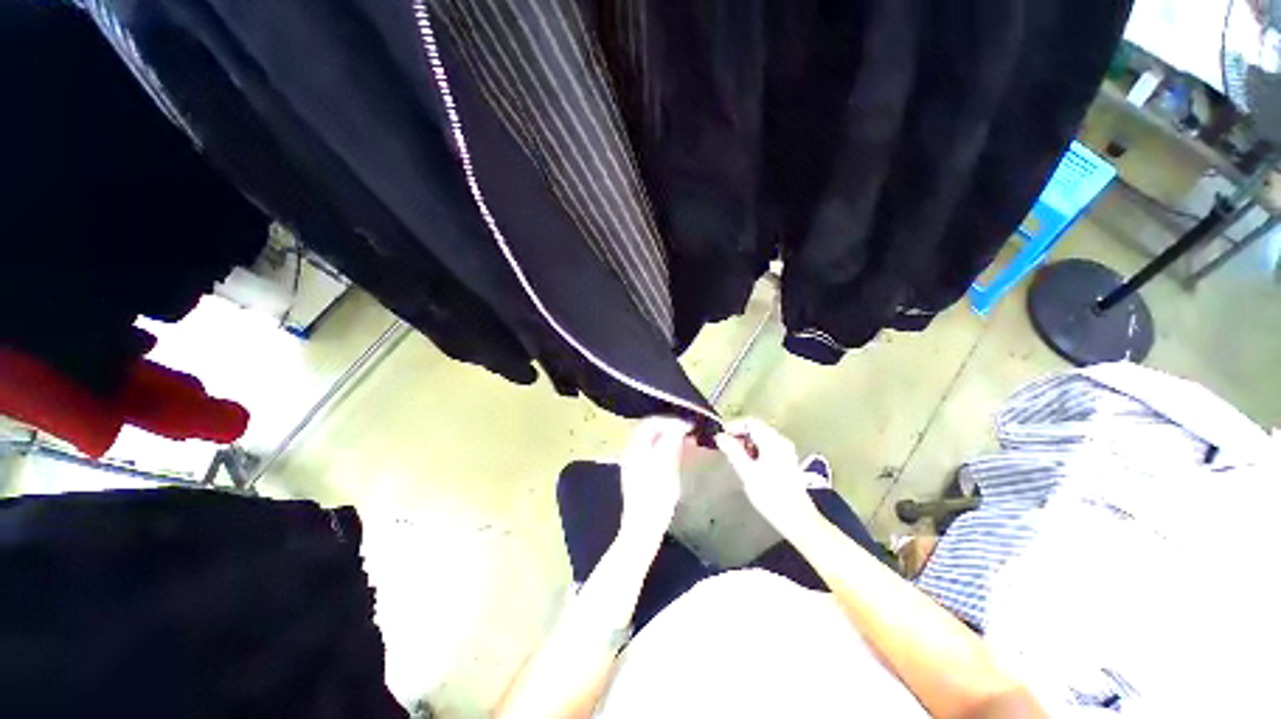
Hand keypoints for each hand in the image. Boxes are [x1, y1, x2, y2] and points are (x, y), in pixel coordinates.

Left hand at [618, 416, 692, 538]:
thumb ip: (671, 444)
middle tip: (688, 432)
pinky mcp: (637, 472)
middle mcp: (632, 451)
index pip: (651, 423)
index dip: (670, 421)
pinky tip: (677, 455)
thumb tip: (679, 426)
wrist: (641, 528)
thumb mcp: (667, 469)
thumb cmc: (655, 499)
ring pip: (651, 441)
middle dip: (669, 427)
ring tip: (687, 442)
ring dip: (668, 437)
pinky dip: (664, 448)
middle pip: (649, 430)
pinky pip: (651, 451)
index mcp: (637, 448)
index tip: (688, 425)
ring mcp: (633, 462)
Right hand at [715, 418, 821, 537]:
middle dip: (739, 434)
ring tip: (734, 455)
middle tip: (724, 446)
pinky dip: (754, 449)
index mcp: (773, 441)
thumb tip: (720, 436)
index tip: (720, 435)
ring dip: (746, 442)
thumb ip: (733, 451)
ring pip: (761, 437)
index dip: (733, 425)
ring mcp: (785, 451)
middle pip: (756, 428)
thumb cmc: (771, 495)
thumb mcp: (747, 472)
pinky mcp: (786, 460)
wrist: (797, 519)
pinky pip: (766, 446)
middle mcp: (781, 441)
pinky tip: (747, 462)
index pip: (750, 422)